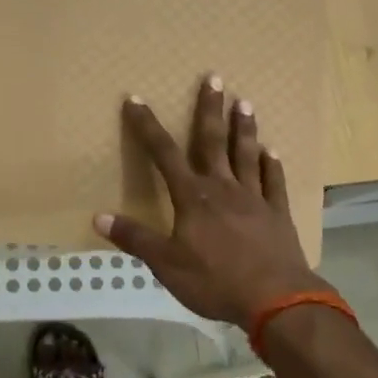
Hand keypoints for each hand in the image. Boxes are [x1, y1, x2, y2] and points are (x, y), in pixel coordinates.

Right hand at [95, 75, 325, 327]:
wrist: (276, 300)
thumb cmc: (215, 281)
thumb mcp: (166, 265)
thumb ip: (135, 239)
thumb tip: (99, 217)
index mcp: (192, 197)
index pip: (163, 154)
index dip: (147, 127)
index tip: (136, 100)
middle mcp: (223, 188)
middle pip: (213, 142)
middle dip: (209, 109)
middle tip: (215, 77)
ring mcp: (254, 199)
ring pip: (246, 155)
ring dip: (244, 128)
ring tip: (245, 102)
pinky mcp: (277, 214)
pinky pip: (274, 183)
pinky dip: (273, 166)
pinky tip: (273, 152)